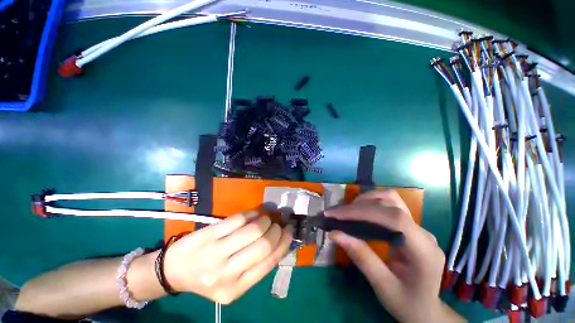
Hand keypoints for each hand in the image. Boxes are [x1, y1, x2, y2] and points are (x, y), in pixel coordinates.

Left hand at [163, 211, 292, 303]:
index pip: (269, 262)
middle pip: (263, 245)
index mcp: (236, 290)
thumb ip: (256, 265)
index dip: (283, 243)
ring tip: (266, 218)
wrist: (174, 272)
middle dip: (275, 230)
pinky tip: (253, 214)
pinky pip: (238, 219)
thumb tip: (279, 240)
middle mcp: (226, 274)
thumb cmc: (208, 277)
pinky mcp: (208, 235)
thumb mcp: (233, 281)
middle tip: (276, 224)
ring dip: (264, 220)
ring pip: (252, 229)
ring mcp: (215, 253)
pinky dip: (251, 213)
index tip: (289, 231)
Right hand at [326, 189, 463, 322]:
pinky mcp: (409, 226)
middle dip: (359, 205)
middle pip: (391, 203)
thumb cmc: (408, 304)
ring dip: (365, 200)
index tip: (336, 215)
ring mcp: (417, 227)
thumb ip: (361, 258)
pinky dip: (370, 205)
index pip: (394, 218)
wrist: (426, 310)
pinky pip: (388, 206)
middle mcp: (423, 232)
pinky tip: (358, 214)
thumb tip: (334, 233)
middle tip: (336, 214)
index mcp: (423, 250)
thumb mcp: (383, 287)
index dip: (363, 211)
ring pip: (390, 199)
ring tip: (347, 212)